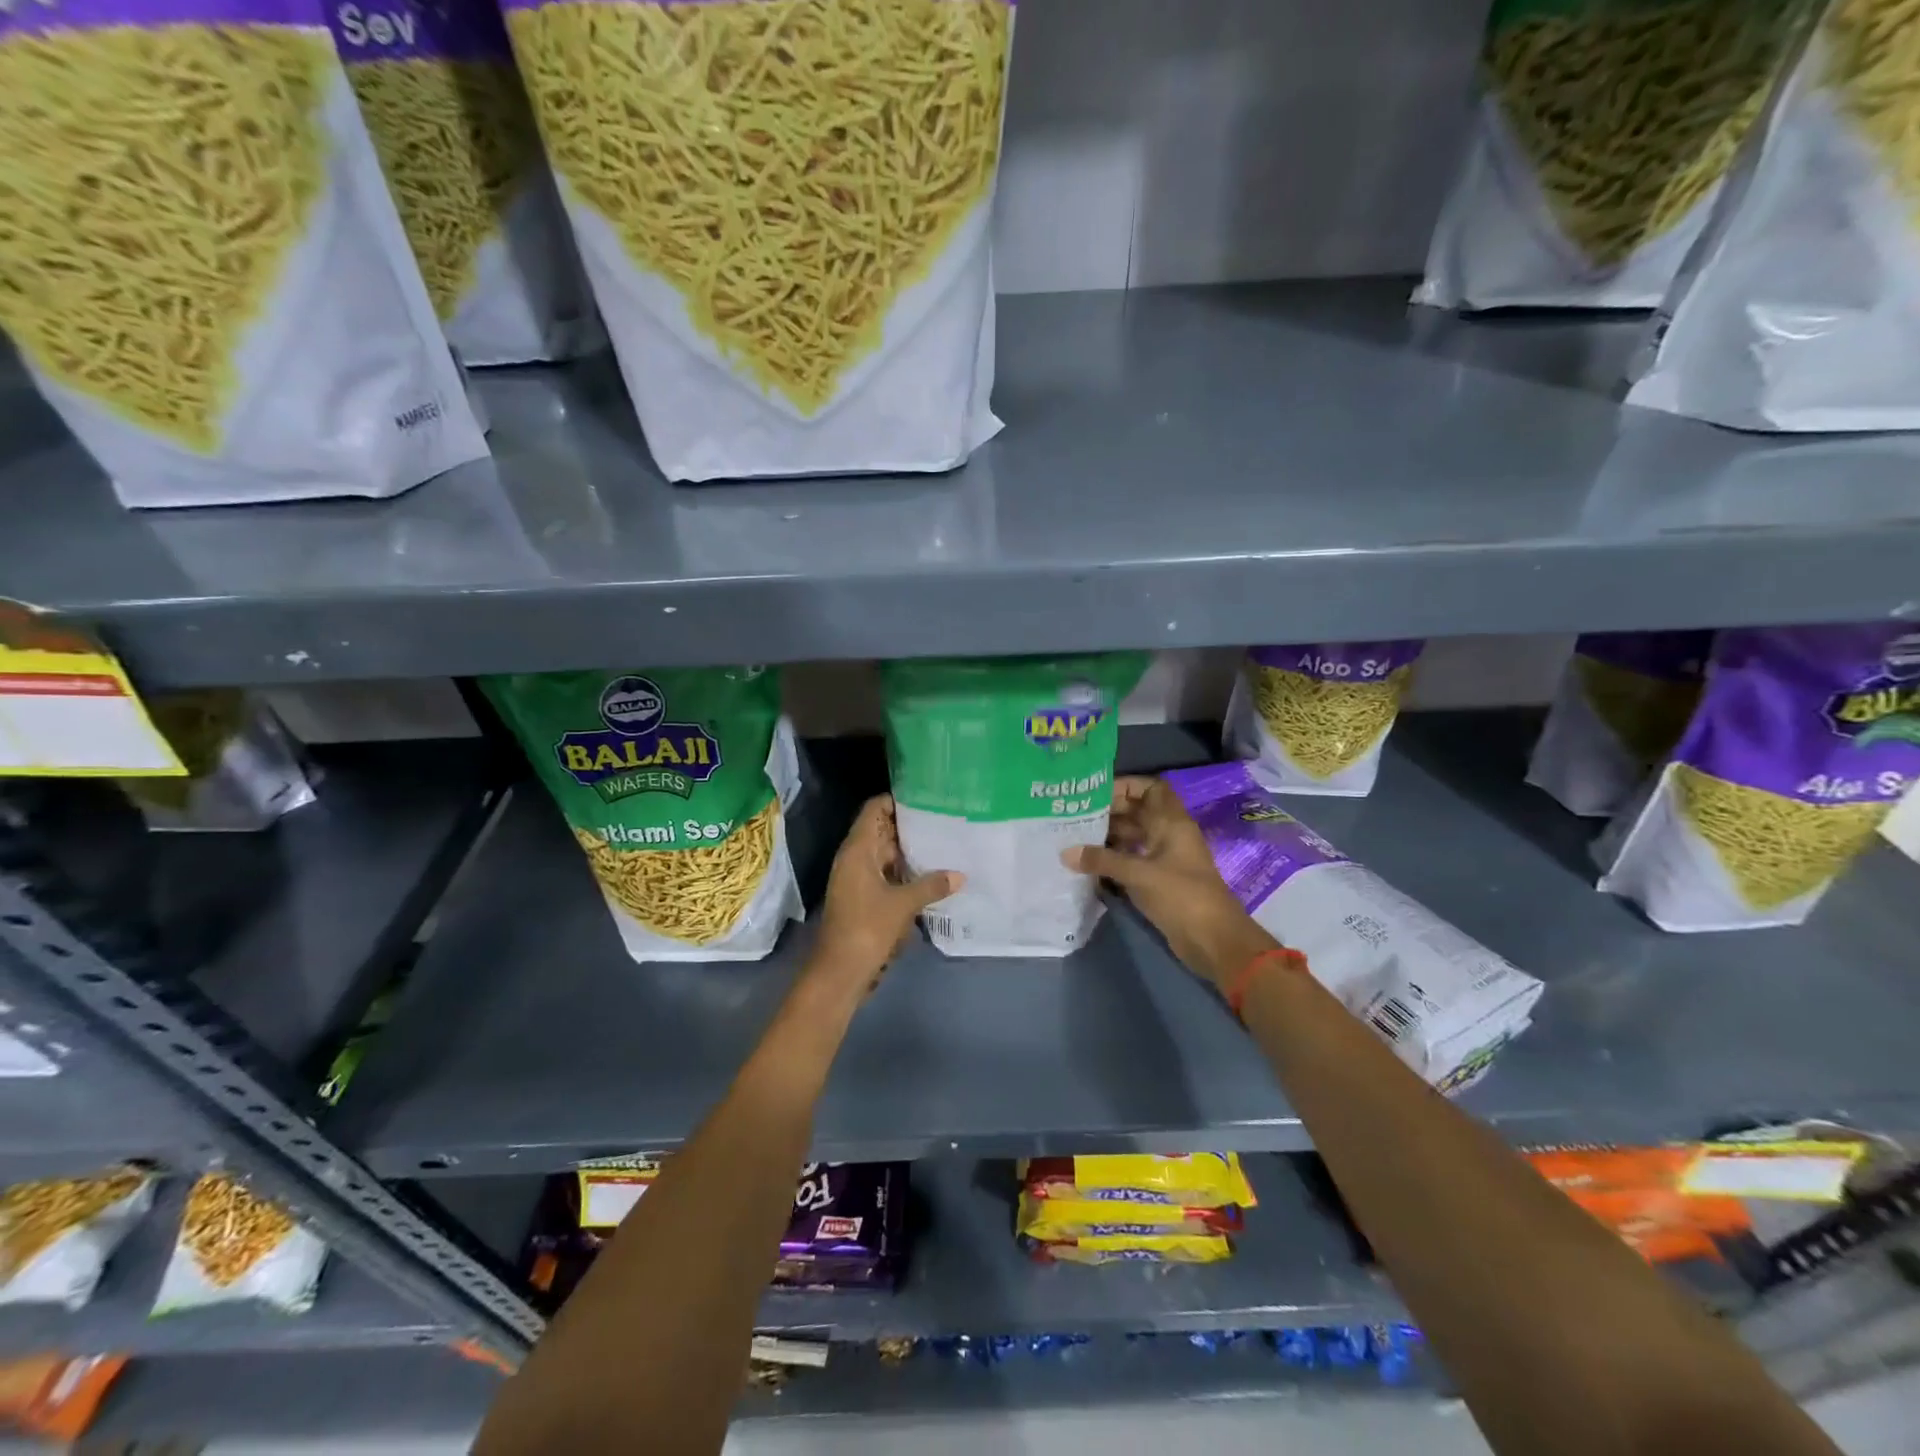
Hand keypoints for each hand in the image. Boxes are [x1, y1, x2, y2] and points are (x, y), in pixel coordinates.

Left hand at [808, 795, 960, 997]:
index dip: (896, 800)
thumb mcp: (903, 905)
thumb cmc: (866, 928)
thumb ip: (931, 886)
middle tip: (943, 819)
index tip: (925, 796)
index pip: (874, 810)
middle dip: (909, 826)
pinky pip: (885, 875)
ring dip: (909, 851)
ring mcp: (857, 879)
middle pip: (881, 831)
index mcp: (857, 850)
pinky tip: (930, 875)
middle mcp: (854, 859)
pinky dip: (904, 872)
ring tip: (943, 843)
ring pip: (885, 855)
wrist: (839, 971)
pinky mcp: (863, 898)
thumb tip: (960, 875)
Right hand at [1062, 776, 1269, 988]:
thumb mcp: (1139, 874)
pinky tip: (1088, 863)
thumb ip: (1102, 861)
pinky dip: (1113, 859)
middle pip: (1138, 812)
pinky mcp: (1158, 881)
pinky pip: (1132, 860)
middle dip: (1109, 811)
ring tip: (1074, 837)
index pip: (1151, 788)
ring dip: (1108, 836)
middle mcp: (1168, 835)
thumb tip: (1065, 852)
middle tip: (1075, 815)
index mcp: (1172, 823)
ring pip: (1133, 837)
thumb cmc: (1181, 896)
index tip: (1095, 792)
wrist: (1213, 939)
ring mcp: (1164, 859)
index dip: (1126, 785)